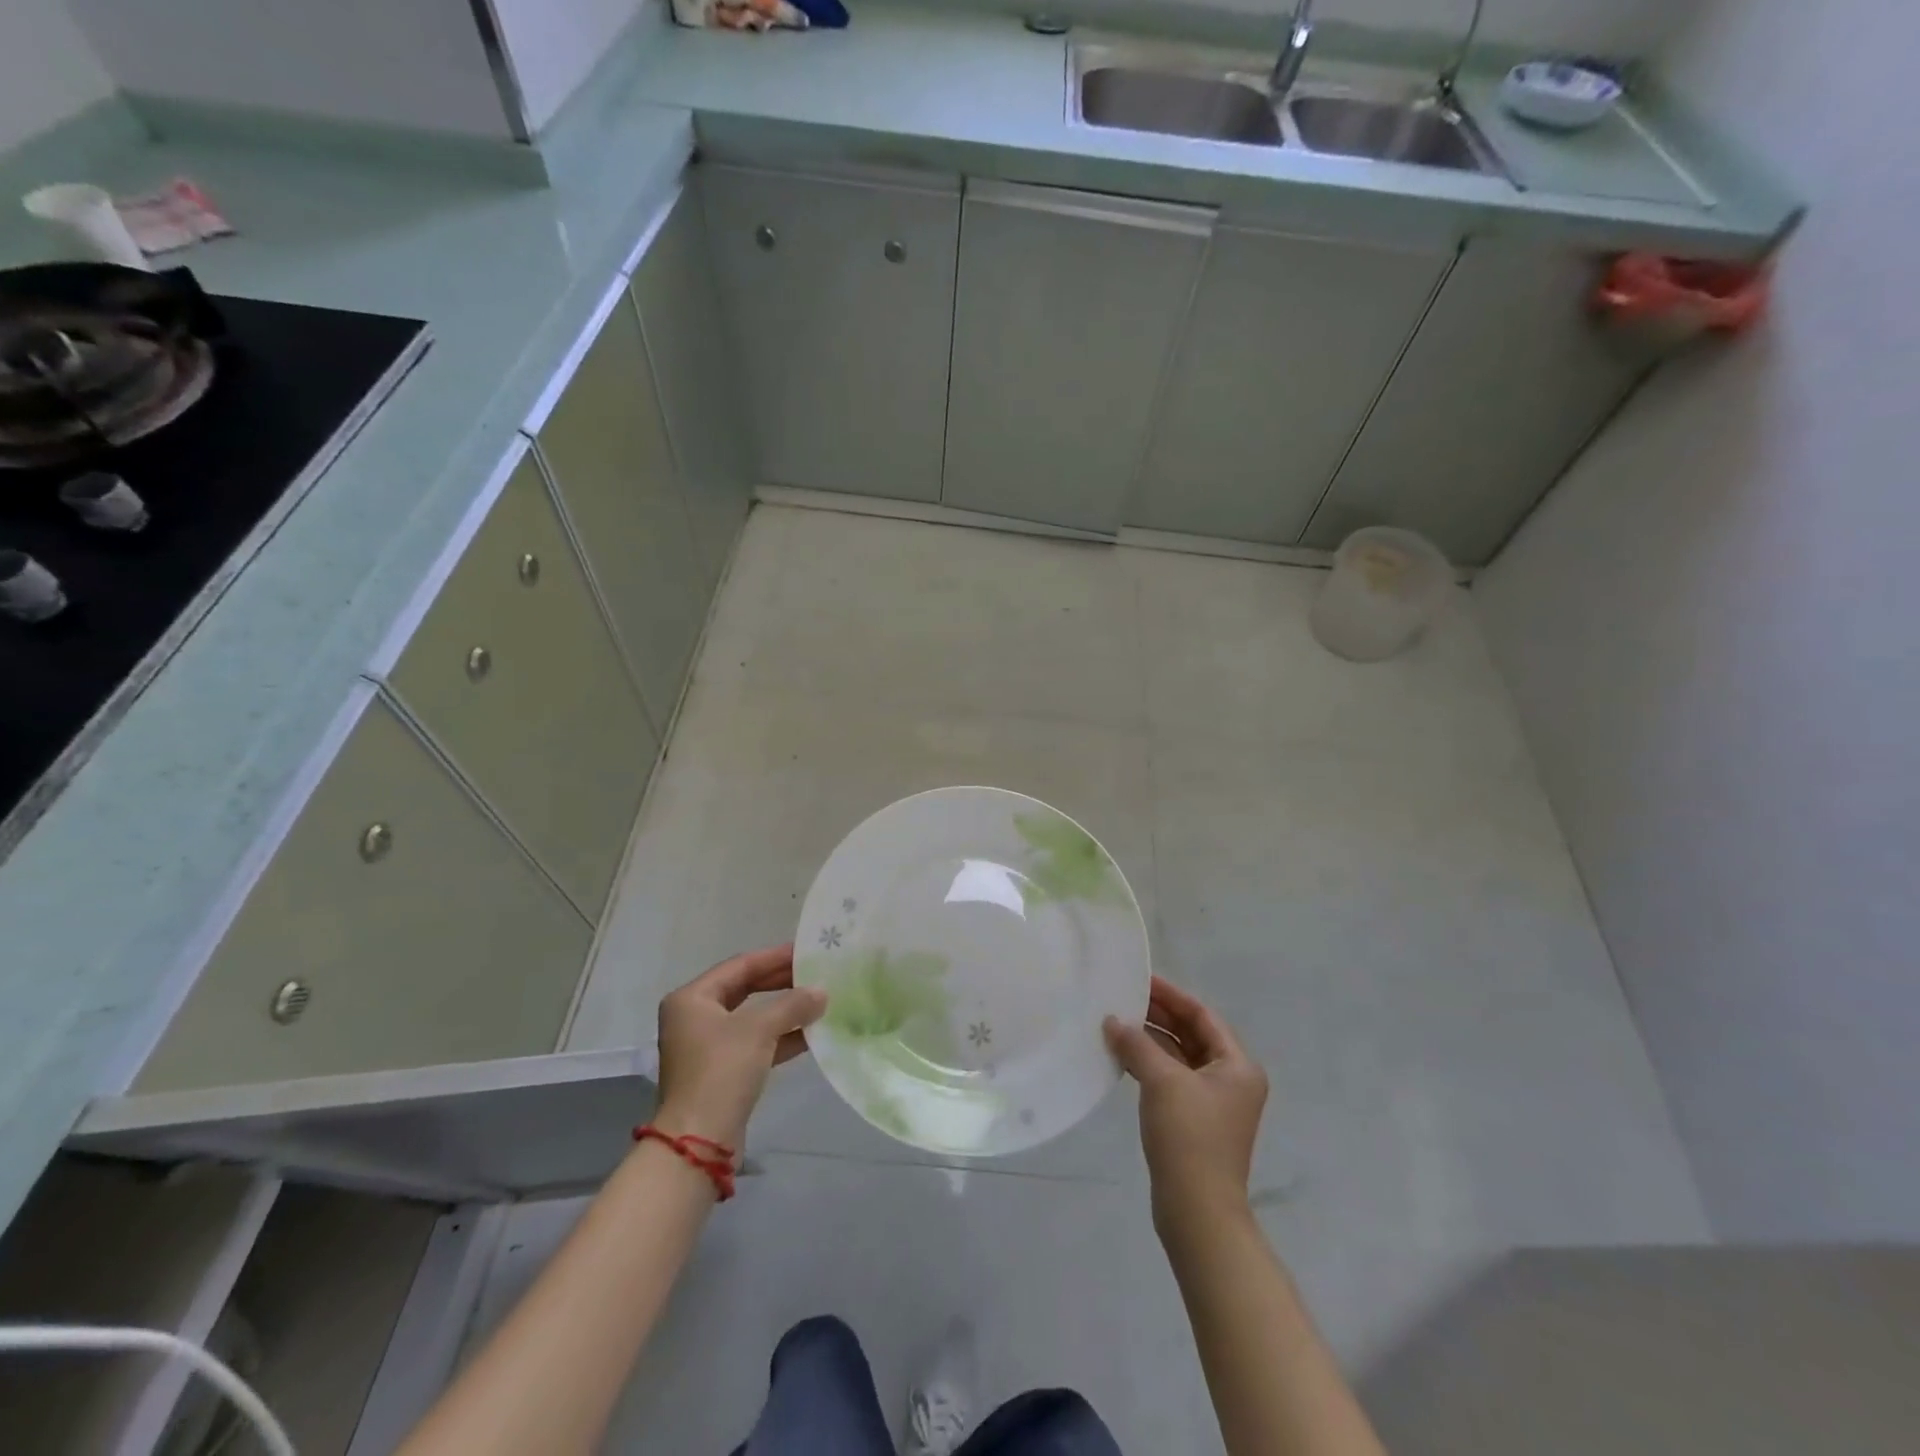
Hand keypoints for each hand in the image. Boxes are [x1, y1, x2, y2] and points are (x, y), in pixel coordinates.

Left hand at [653, 944, 825, 1149]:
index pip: (740, 966)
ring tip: (820, 1001)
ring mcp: (707, 1047)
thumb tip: (822, 992)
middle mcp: (695, 1018)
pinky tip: (811, 1033)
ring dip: (785, 1011)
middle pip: (745, 990)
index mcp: (692, 999)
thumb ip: (793, 1004)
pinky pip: (756, 1043)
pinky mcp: (722, 1072)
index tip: (807, 951)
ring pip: (753, 1018)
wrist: (699, 1142)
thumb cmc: (722, 1071)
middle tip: (816, 974)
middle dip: (781, 983)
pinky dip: (781, 1037)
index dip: (775, 957)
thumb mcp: (760, 1029)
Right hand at [1104, 977, 1267, 1234]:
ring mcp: (1213, 1102)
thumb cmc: (1190, 1137)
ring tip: (1117, 1022)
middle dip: (1159, 1015)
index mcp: (1238, 1065)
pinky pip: (1171, 1078)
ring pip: (1180, 1056)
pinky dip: (1150, 1063)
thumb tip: (1113, 1021)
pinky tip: (1123, 1056)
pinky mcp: (1194, 1120)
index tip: (1141, 979)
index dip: (1171, 995)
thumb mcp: (1162, 1082)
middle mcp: (1231, 1079)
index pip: (1202, 1015)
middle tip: (1123, 997)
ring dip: (1151, 1039)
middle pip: (1192, 1034)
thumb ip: (1137, 1044)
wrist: (1197, 1211)